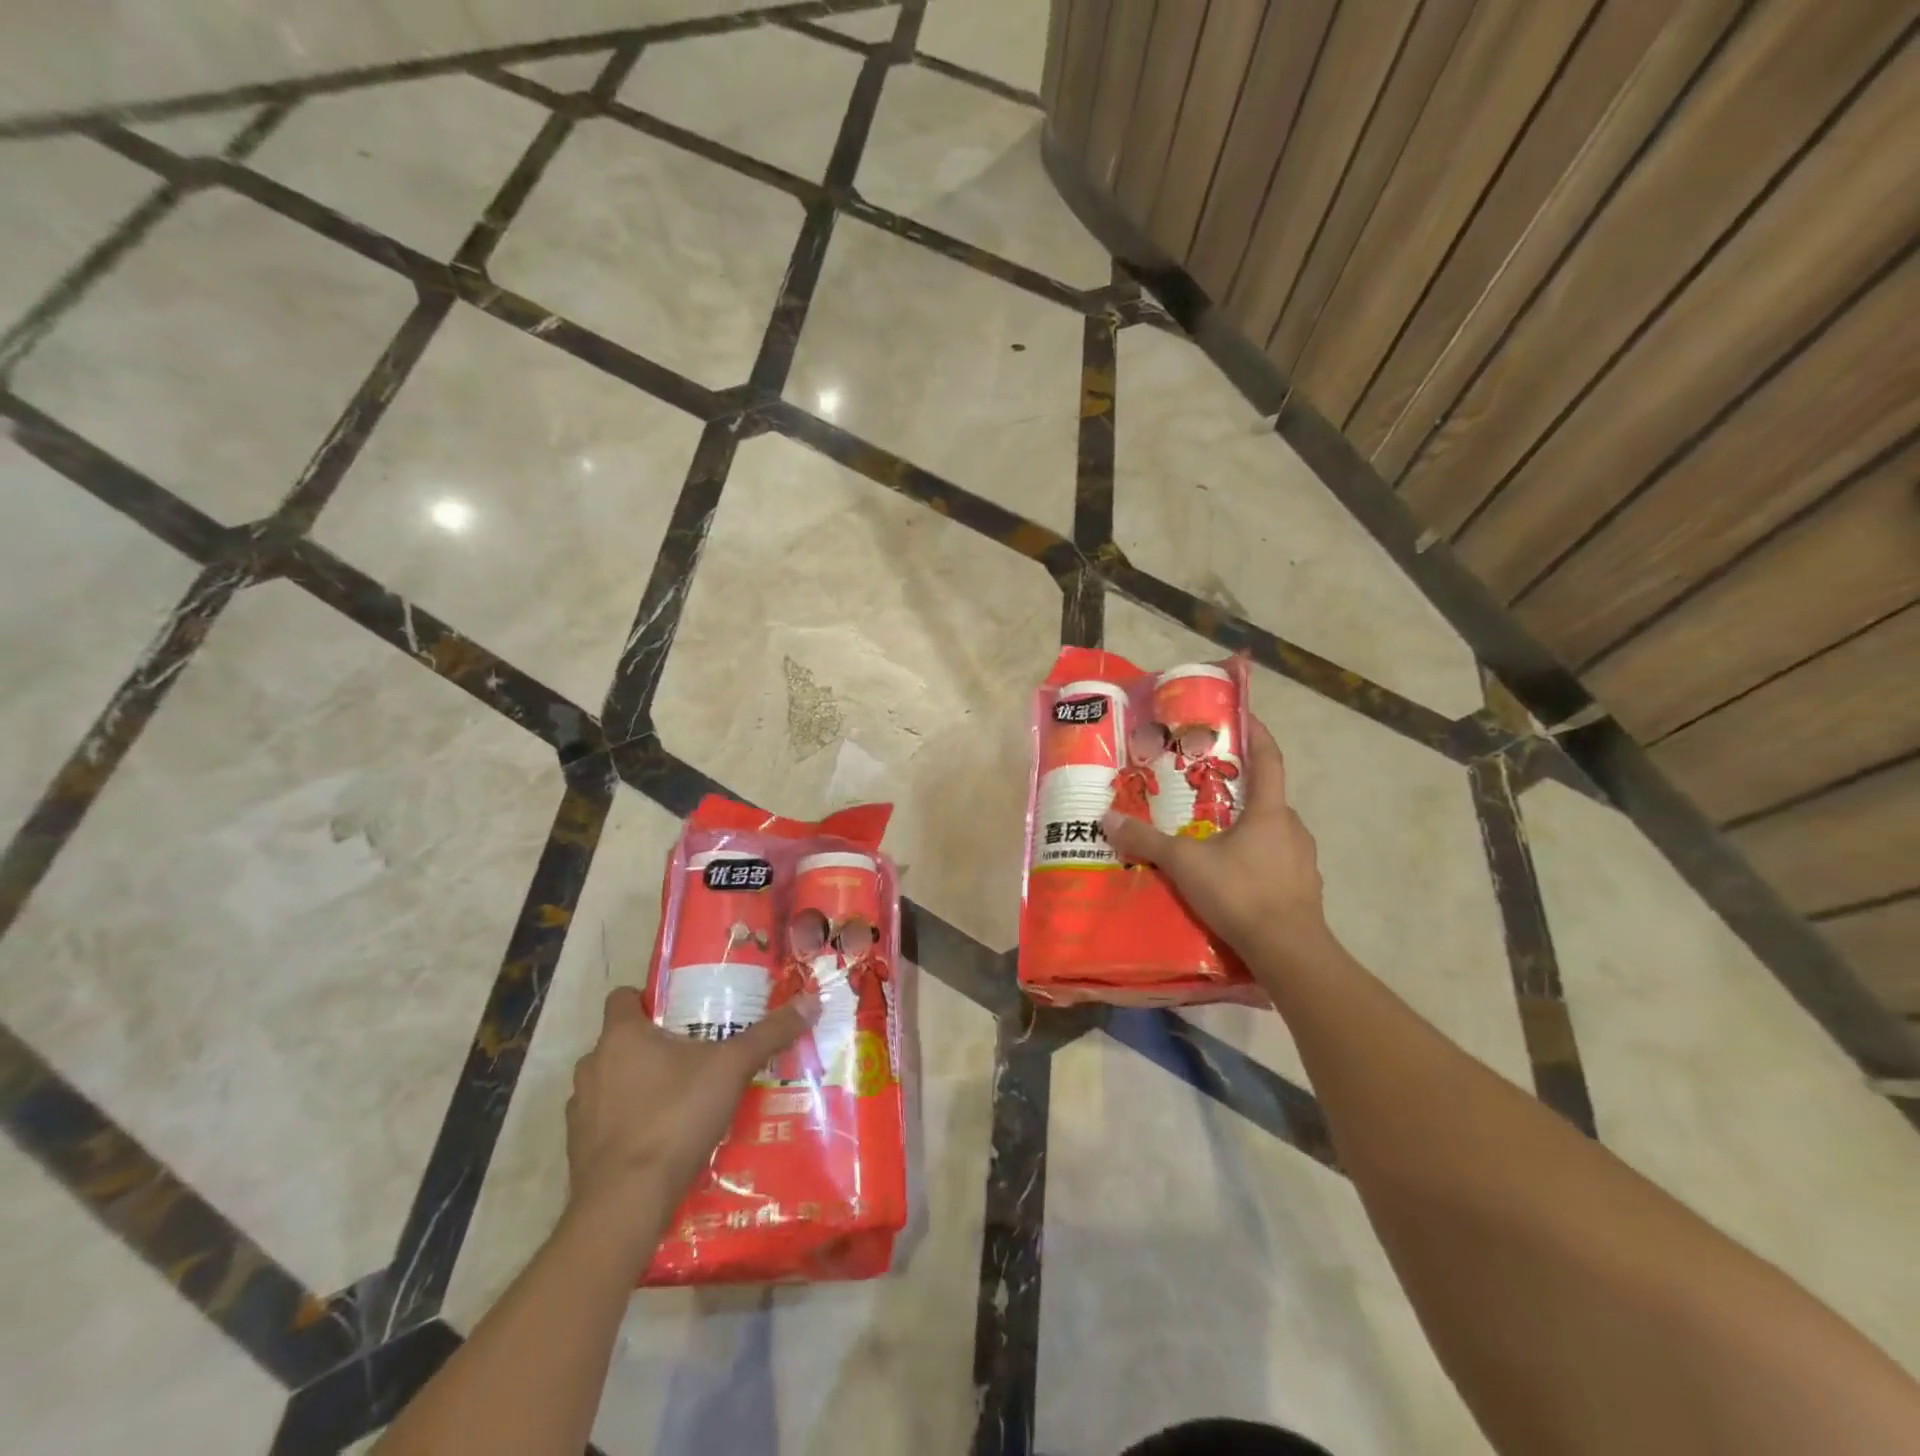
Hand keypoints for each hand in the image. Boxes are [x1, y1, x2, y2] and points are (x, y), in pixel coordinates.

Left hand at [565, 987, 817, 1229]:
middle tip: (692, 1055)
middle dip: (650, 1046)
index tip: (677, 1012)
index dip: (646, 1000)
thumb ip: (769, 1034)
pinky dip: (626, 1125)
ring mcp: (579, 1110)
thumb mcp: (732, 1068)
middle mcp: (592, 1065)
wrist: (625, 1202)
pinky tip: (659, 1139)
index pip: (621, 997)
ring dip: (635, 1086)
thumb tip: (810, 1001)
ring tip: (678, 1098)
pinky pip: (604, 1123)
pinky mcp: (578, 1150)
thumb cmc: (675, 1116)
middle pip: (619, 1042)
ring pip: (610, 1083)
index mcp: (621, 1035)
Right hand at [1101, 715, 1327, 962]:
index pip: (1268, 759)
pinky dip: (1254, 861)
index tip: (1242, 717)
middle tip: (1203, 791)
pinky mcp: (1303, 889)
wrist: (1289, 952)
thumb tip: (1107, 819)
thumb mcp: (1184, 864)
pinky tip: (1230, 878)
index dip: (1256, 734)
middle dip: (1237, 791)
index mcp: (1269, 811)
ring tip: (1212, 839)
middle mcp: (1292, 828)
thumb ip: (1146, 841)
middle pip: (1265, 798)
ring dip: (1245, 830)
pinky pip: (1275, 863)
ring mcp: (1303, 860)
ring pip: (1270, 833)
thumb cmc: (1240, 892)